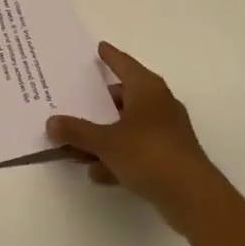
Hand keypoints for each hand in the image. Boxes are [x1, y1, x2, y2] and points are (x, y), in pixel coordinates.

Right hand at [47, 42, 226, 233]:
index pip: (124, 63)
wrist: (193, 198)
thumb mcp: (106, 142)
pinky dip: (118, 155)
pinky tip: (97, 172)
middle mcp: (159, 104)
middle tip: (77, 101)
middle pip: (124, 96)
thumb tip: (51, 122)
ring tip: (78, 145)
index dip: (110, 56)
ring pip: (128, 125)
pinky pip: (137, 148)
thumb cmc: (149, 154)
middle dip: (99, 103)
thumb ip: (77, 132)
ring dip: (105, 135)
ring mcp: (167, 131)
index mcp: (147, 89)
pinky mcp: (170, 157)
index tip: (99, 47)